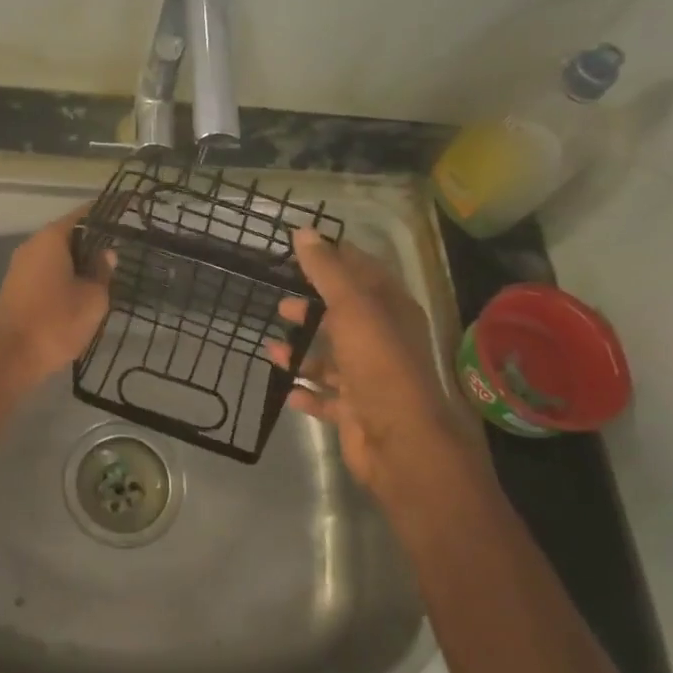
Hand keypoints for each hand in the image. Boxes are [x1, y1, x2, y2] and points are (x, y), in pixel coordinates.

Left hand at [0, 205, 112, 392]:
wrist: (10, 359)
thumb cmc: (56, 323)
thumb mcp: (92, 299)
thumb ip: (102, 272)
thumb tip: (107, 254)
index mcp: (50, 239)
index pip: (83, 215)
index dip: (105, 215)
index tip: (126, 216)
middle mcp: (32, 246)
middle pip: (68, 234)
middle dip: (93, 240)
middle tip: (122, 249)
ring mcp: (20, 267)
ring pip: (57, 255)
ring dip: (79, 261)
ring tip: (107, 272)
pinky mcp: (16, 288)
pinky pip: (46, 271)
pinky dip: (65, 275)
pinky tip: (83, 290)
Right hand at [269, 229, 479, 505]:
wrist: (400, 441)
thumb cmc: (378, 363)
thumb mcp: (351, 307)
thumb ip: (326, 270)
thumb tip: (303, 231)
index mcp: (391, 310)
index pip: (363, 272)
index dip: (334, 258)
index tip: (300, 250)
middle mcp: (383, 341)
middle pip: (343, 317)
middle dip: (311, 309)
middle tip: (280, 304)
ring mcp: (369, 378)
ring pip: (331, 359)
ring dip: (302, 354)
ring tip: (271, 349)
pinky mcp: (355, 411)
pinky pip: (326, 397)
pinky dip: (307, 392)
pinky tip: (286, 388)